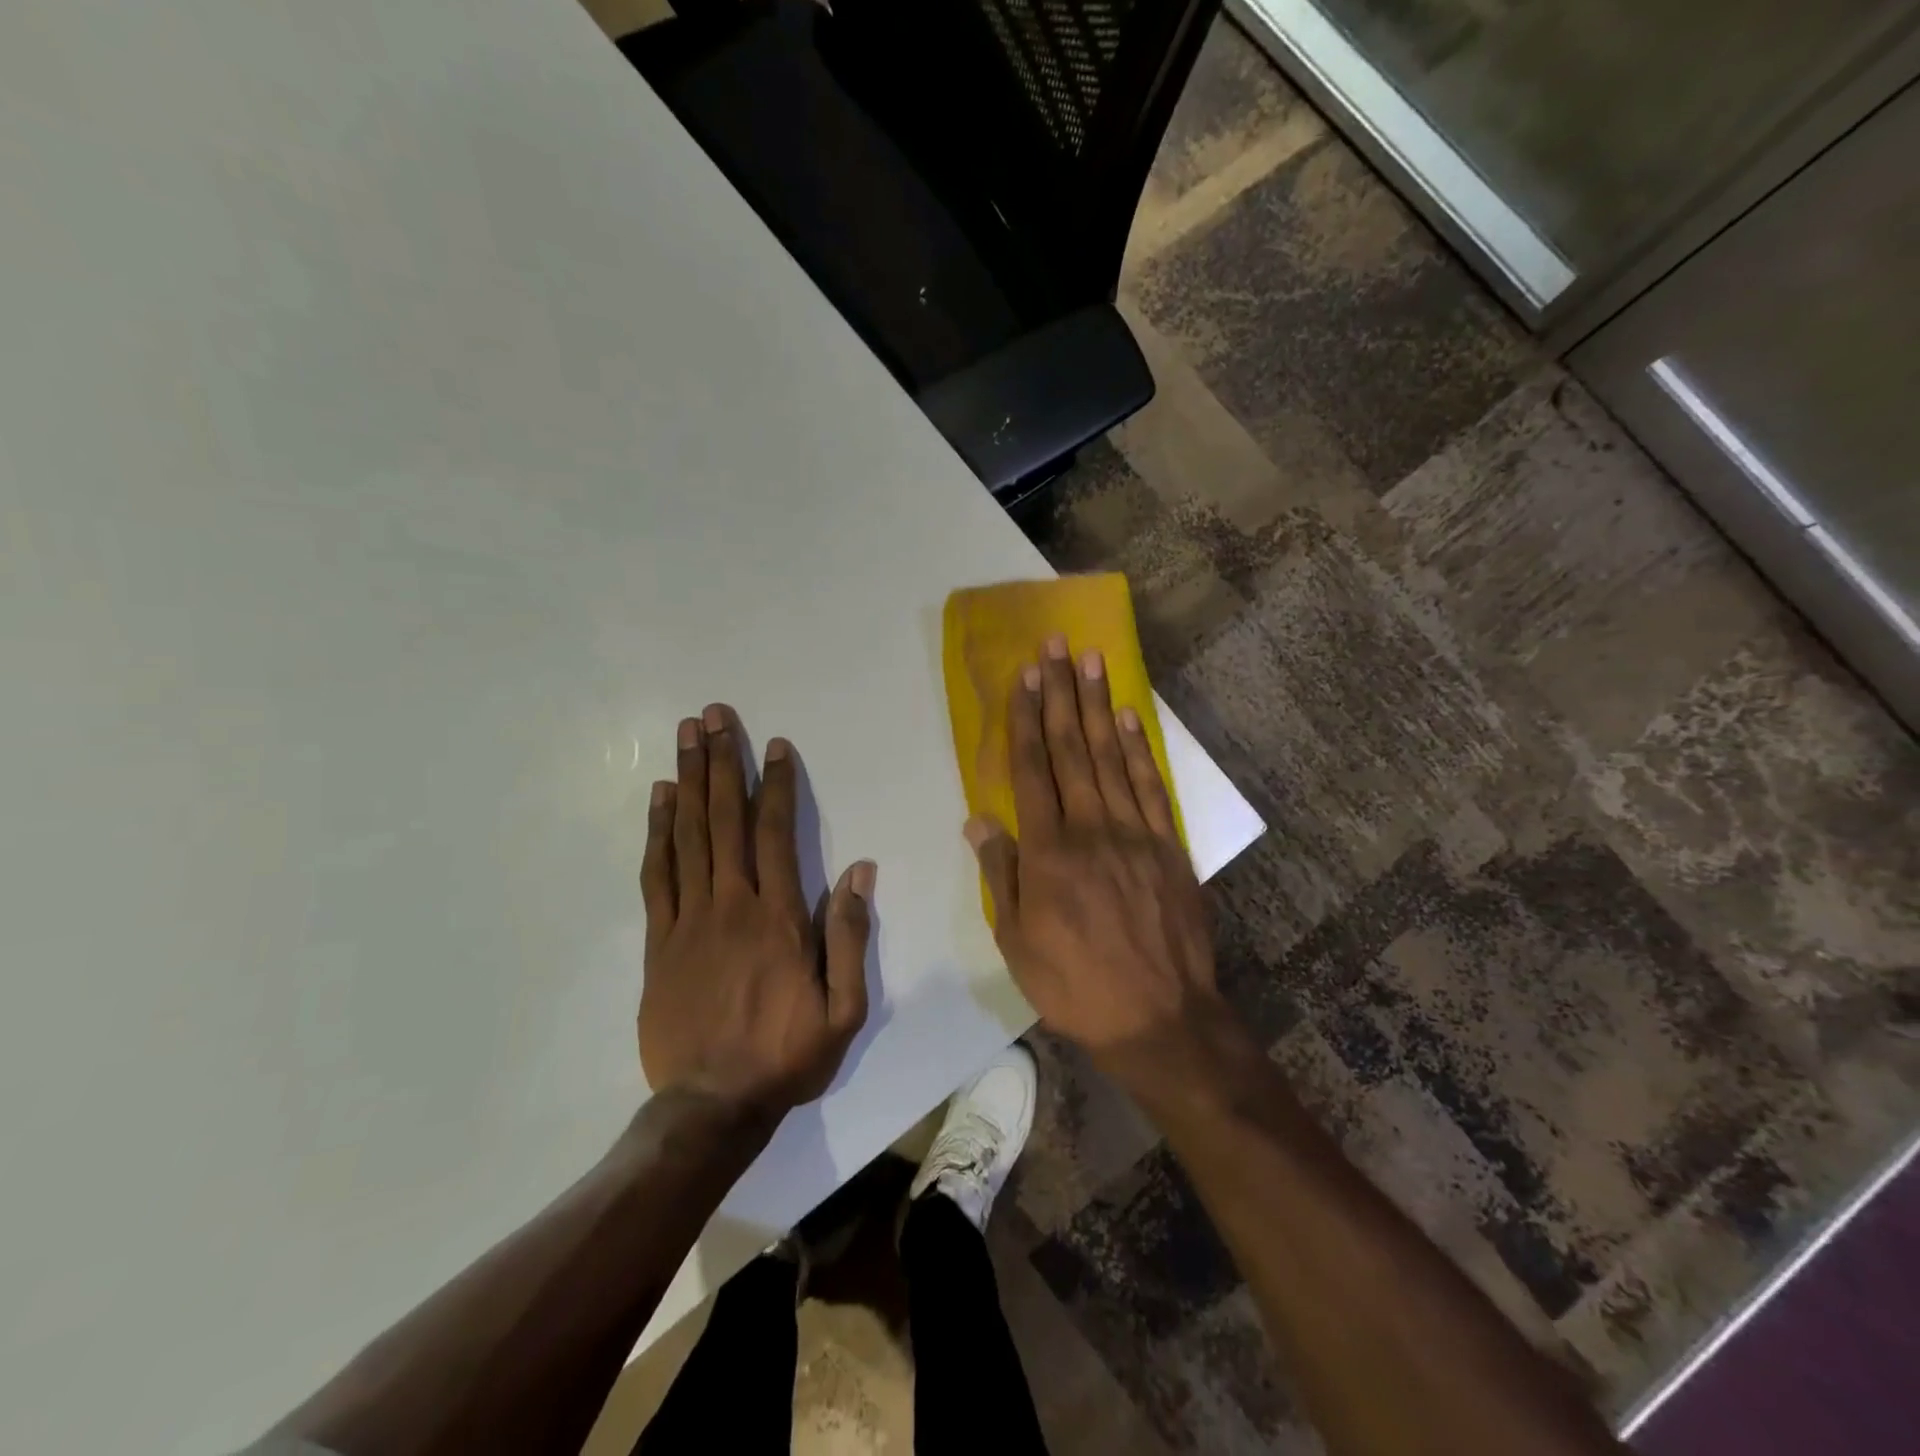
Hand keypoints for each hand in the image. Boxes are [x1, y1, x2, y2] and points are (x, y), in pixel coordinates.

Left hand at [638, 705, 874, 1121]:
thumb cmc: (786, 1055)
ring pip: (689, 836)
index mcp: (778, 918)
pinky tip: (660, 799)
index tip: (773, 746)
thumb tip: (859, 870)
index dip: (775, 786)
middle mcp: (731, 905)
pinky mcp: (658, 941)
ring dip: (689, 781)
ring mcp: (688, 920)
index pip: (776, 834)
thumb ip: (849, 935)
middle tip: (714, 715)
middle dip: (721, 762)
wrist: (711, 1106)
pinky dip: (658, 832)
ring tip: (685, 736)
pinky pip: (657, 875)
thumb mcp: (844, 1007)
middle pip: (725, 820)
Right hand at [965, 636, 1221, 1069]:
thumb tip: (978, 820)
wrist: (1159, 1016)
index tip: (1025, 676)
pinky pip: (1151, 787)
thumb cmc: (1074, 984)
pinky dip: (1138, 750)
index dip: (1026, 718)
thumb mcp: (1016, 941)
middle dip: (1062, 694)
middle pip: (1072, 749)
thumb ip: (1001, 874)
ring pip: (1111, 758)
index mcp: (1049, 851)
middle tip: (1058, 646)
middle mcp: (1091, 828)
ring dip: (1099, 707)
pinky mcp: (1169, 847)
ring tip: (1093, 662)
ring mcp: (1135, 834)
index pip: (1032, 769)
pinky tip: (1128, 719)